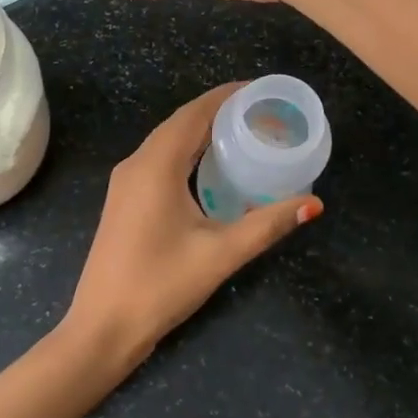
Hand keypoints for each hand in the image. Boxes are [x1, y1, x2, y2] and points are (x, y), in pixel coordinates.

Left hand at [63, 83, 321, 368]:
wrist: (103, 327)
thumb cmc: (161, 285)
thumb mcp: (221, 253)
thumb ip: (268, 224)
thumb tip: (314, 203)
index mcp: (156, 165)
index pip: (194, 113)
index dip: (227, 96)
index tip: (261, 90)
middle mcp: (136, 164)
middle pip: (180, 122)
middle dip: (218, 110)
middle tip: (261, 112)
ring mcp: (125, 182)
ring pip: (167, 140)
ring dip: (201, 130)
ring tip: (242, 132)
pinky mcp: (124, 199)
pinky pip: (158, 159)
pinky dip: (186, 151)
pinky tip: (209, 166)